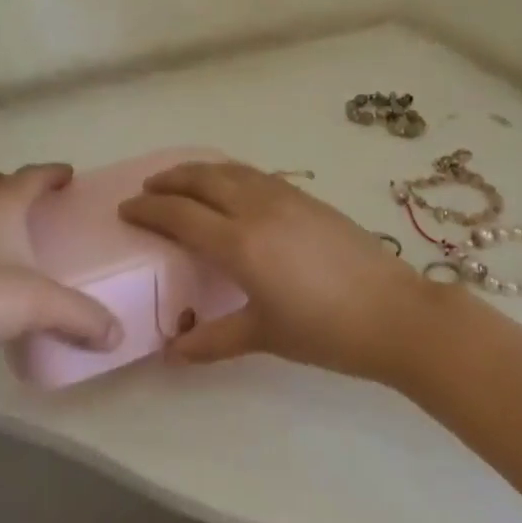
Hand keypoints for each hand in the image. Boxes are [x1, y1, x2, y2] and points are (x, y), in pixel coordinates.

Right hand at [119, 161, 436, 383]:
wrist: (394, 312)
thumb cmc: (326, 331)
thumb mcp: (265, 336)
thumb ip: (214, 339)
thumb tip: (173, 352)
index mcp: (240, 244)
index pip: (181, 215)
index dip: (149, 209)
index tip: (127, 209)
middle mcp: (257, 209)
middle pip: (202, 179)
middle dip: (169, 180)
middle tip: (148, 188)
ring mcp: (285, 196)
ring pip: (230, 170)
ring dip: (199, 171)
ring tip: (182, 180)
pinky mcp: (307, 196)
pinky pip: (255, 174)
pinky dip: (230, 173)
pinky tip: (231, 186)